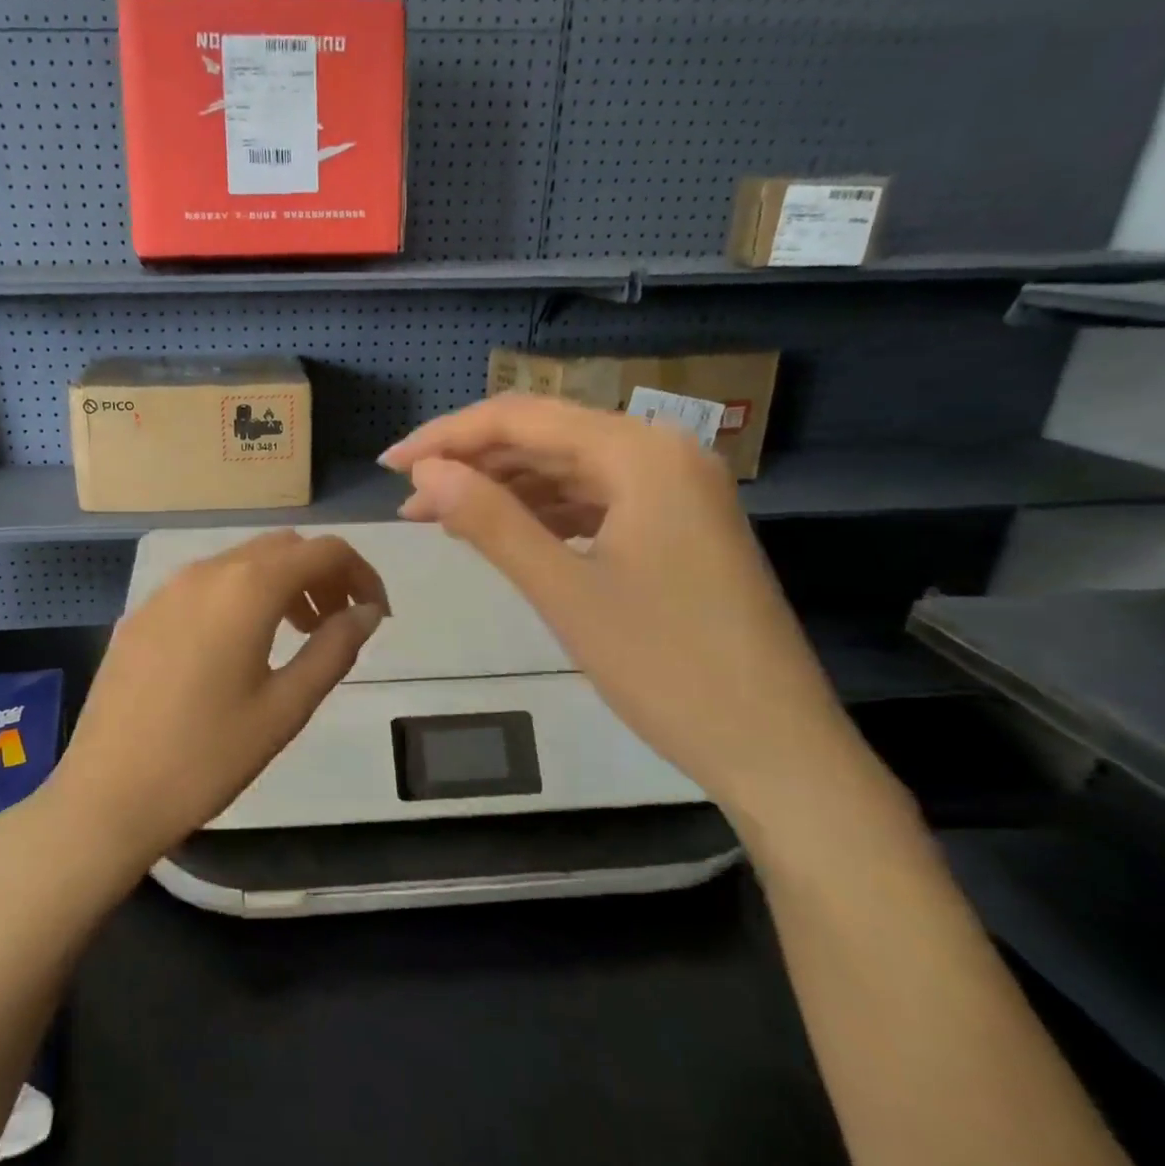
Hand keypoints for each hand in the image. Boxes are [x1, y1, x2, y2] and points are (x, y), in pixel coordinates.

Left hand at [39, 529, 387, 880]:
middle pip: (282, 548)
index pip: (323, 550)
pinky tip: (238, 647)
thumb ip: (334, 649)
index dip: (361, 573)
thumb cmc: (207, 756)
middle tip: (338, 625)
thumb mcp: (285, 707)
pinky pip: (205, 584)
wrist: (107, 794)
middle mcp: (205, 572)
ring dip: (281, 584)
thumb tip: (368, 612)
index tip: (377, 614)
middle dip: (322, 575)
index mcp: (246, 588)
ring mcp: (166, 590)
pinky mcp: (141, 614)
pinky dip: (240, 596)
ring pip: (241, 562)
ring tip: (297, 635)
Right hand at [381, 395, 866, 819]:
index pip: (522, 418)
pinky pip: (594, 500)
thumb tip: (423, 473)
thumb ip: (490, 521)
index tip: (390, 466)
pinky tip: (504, 533)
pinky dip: (543, 512)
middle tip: (408, 497)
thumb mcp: (563, 591)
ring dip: (503, 488)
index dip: (447, 436)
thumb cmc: (667, 667)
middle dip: (471, 462)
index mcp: (641, 453)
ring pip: (568, 468)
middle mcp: (662, 453)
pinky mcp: (677, 526)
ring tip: (440, 517)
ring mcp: (675, 490)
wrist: (775, 747)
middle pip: (545, 436)